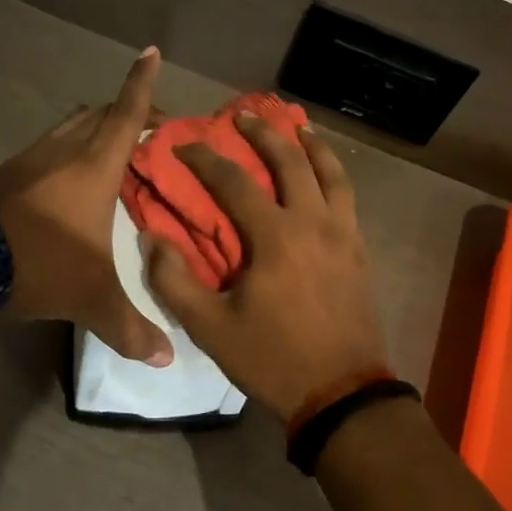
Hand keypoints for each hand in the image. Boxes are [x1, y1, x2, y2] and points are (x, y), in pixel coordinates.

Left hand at [0, 47, 173, 365]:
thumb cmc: (39, 262)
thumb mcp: (91, 298)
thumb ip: (131, 327)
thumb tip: (166, 358)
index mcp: (95, 167)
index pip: (126, 115)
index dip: (141, 83)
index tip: (150, 51)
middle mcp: (65, 152)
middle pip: (99, 114)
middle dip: (125, 110)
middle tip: (148, 126)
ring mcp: (31, 159)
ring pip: (69, 126)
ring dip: (92, 127)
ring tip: (111, 149)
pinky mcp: (6, 175)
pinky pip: (47, 148)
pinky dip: (65, 150)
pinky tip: (67, 180)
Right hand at [145, 114, 388, 421]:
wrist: (342, 394)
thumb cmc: (273, 359)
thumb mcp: (211, 328)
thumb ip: (174, 281)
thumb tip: (152, 239)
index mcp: (276, 237)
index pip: (235, 182)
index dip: (206, 159)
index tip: (184, 146)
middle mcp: (314, 223)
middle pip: (292, 162)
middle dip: (264, 134)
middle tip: (245, 116)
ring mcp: (343, 234)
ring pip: (332, 173)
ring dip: (313, 145)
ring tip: (299, 126)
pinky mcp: (360, 251)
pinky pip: (348, 198)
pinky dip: (335, 174)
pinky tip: (326, 175)